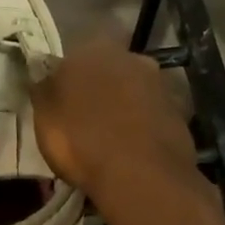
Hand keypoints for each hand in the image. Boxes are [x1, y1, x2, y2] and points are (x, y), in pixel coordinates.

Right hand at [32, 40, 201, 213]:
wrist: (140, 174)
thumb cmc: (81, 140)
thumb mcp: (45, 117)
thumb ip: (45, 89)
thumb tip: (44, 73)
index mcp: (94, 49)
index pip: (76, 56)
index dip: (69, 79)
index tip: (63, 101)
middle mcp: (131, 57)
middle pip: (110, 70)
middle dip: (102, 88)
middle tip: (88, 118)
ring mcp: (160, 84)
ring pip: (134, 91)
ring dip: (125, 106)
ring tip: (112, 138)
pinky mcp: (179, 112)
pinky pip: (153, 115)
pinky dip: (144, 126)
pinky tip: (134, 149)